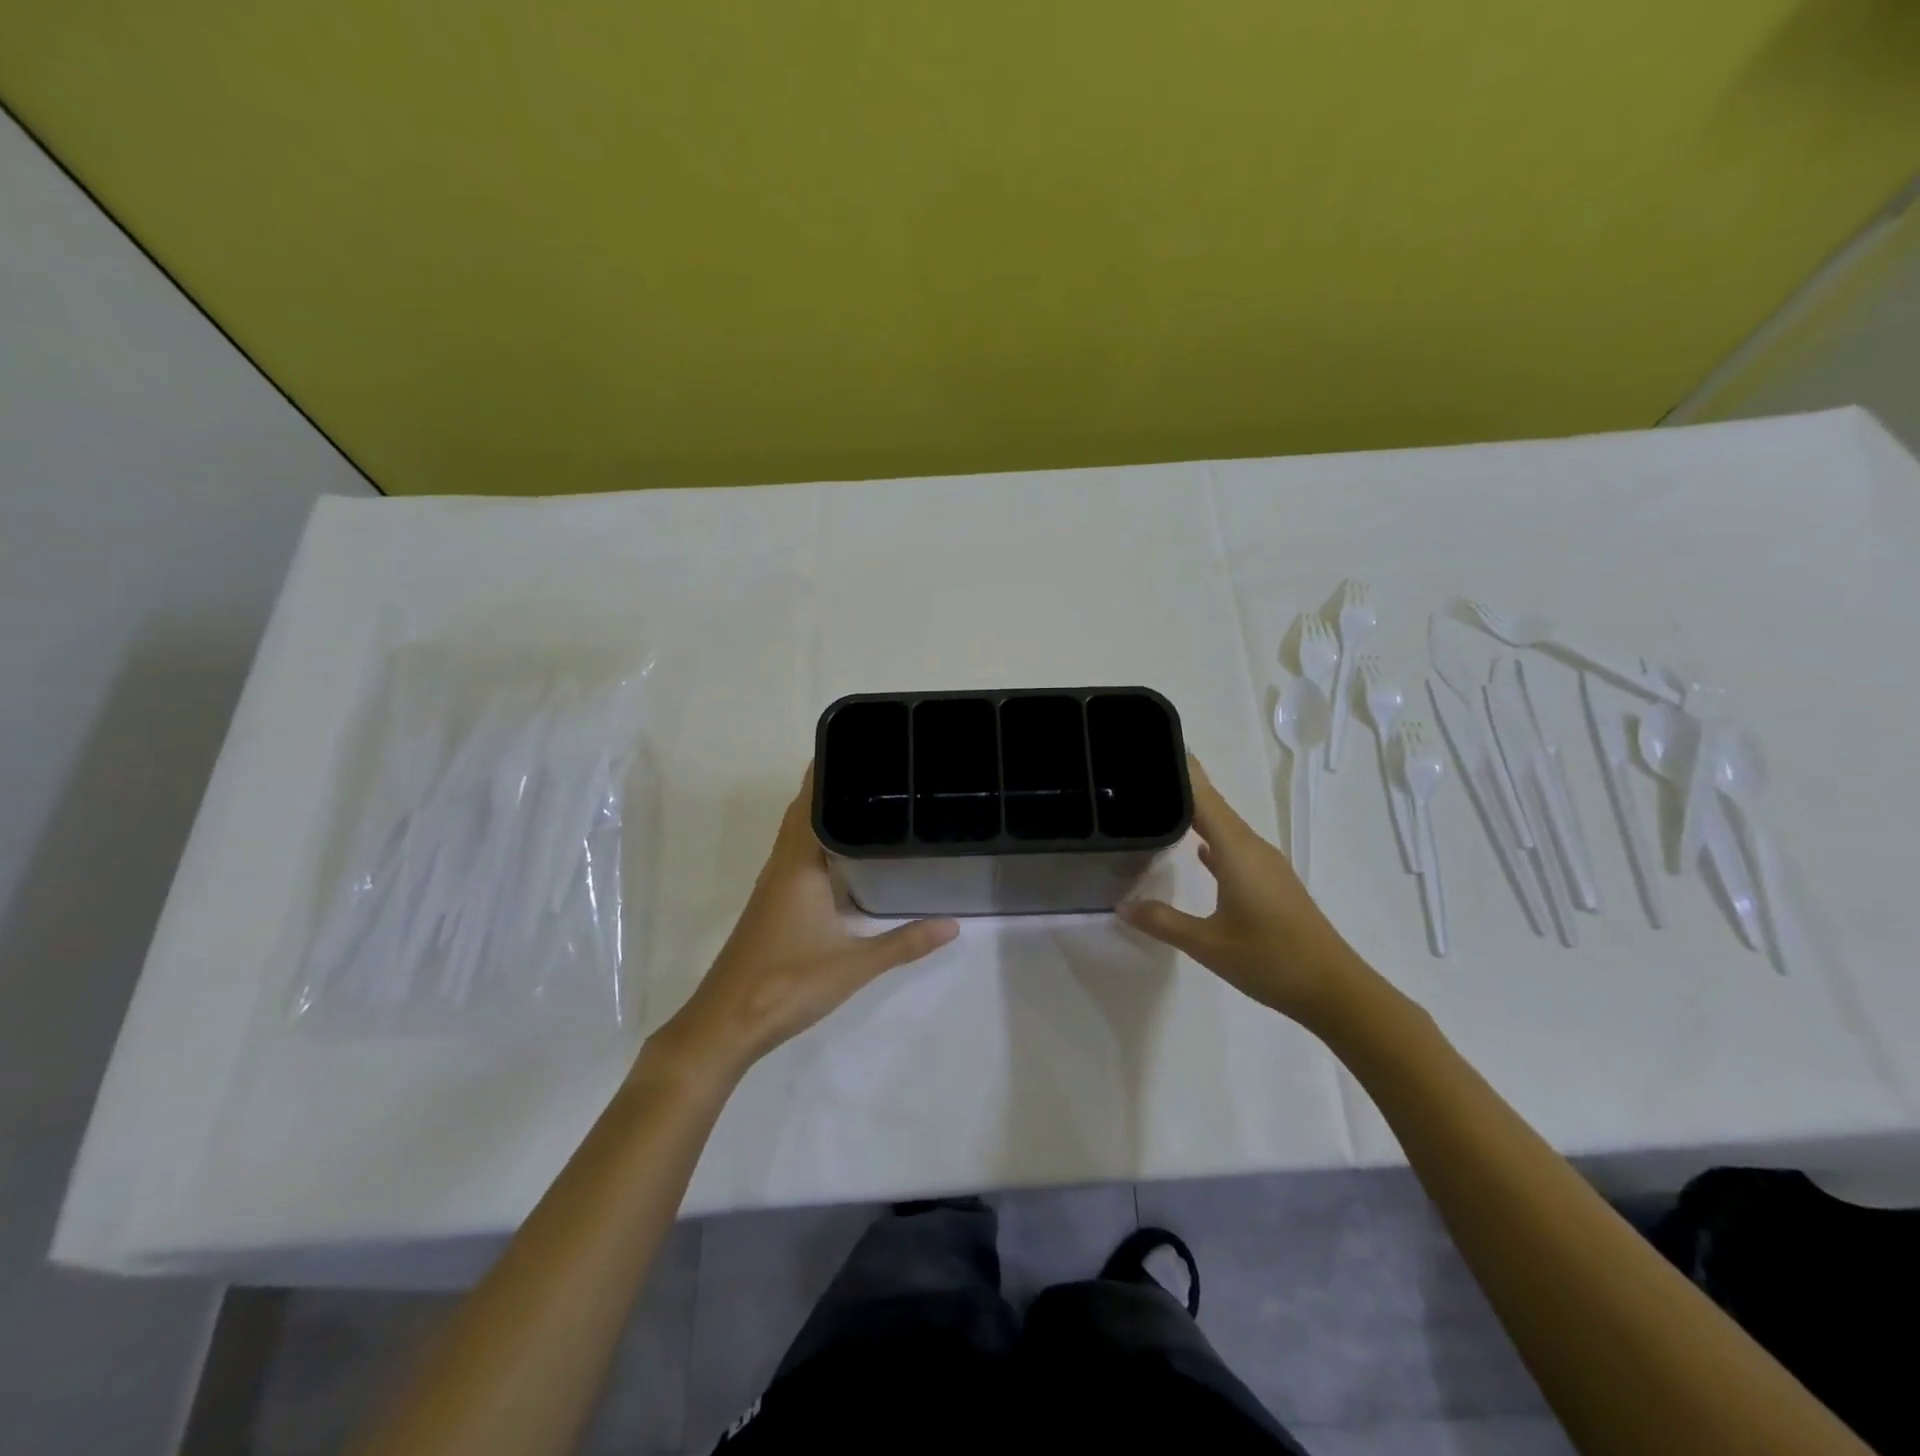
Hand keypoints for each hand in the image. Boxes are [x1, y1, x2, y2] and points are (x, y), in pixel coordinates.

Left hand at [652, 765, 958, 1080]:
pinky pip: (796, 857)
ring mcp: (773, 887)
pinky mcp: (772, 906)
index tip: (860, 750)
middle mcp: (781, 866)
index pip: (811, 804)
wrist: (726, 1023)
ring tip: (865, 801)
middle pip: (803, 814)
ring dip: (822, 815)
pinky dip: (817, 842)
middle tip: (876, 771)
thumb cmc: (787, 984)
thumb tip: (952, 924)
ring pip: (798, 836)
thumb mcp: (853, 964)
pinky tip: (842, 856)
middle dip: (831, 789)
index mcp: (797, 866)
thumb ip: (903, 943)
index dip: (828, 774)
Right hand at [1120, 757, 1370, 1026]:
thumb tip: (1122, 904)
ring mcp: (1264, 864)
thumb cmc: (1270, 959)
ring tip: (1160, 803)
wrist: (1334, 989)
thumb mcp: (1207, 944)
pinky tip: (1196, 847)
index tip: (1151, 746)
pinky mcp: (1270, 881)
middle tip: (1140, 773)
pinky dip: (1211, 838)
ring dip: (1195, 812)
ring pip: (1224, 825)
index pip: (1202, 796)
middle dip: (1181, 785)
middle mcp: (1251, 847)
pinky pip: (1233, 846)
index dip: (1179, 769)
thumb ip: (1162, 921)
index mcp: (1236, 850)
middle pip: (1212, 804)